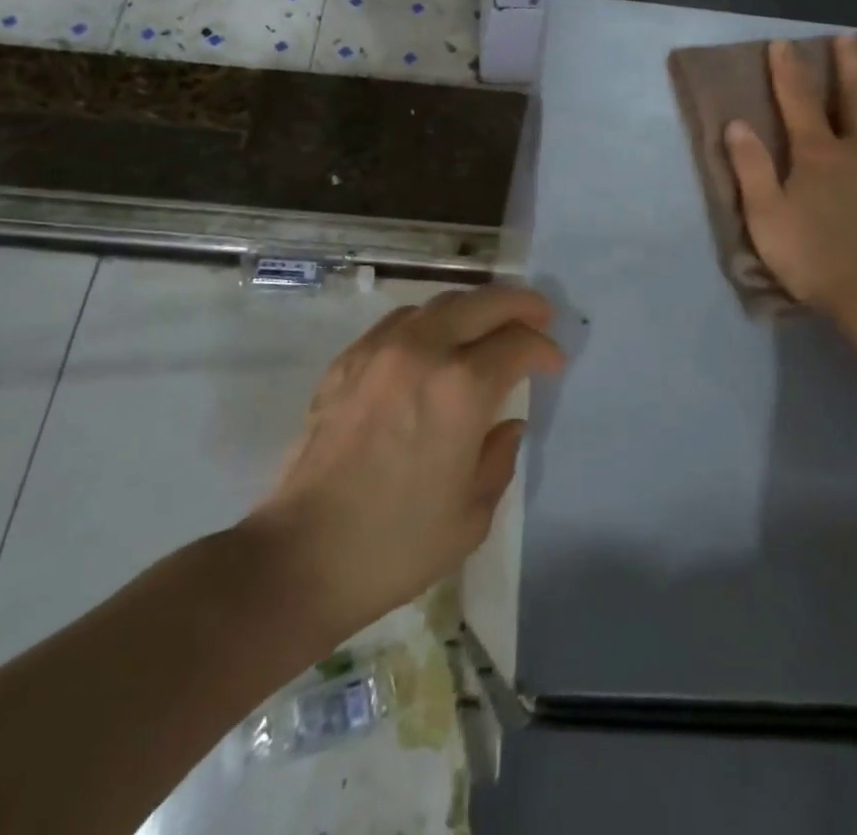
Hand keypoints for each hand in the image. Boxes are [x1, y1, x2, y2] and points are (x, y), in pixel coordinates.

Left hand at [252, 285, 564, 637]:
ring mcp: (380, 349)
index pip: (517, 343)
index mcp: (462, 388)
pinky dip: (430, 321)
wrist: (302, 555)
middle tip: (539, 314)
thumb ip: (499, 458)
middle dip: (519, 304)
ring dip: (473, 307)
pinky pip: (400, 321)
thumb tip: (508, 424)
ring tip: (488, 325)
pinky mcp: (348, 360)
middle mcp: (424, 351)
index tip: (554, 362)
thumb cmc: (396, 544)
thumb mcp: (471, 515)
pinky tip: (434, 343)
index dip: (544, 348)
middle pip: (482, 302)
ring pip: (439, 303)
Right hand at [725, 36, 856, 313]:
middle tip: (852, 38)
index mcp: (818, 154)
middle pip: (856, 99)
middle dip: (851, 66)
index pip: (798, 102)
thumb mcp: (764, 215)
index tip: (784, 43)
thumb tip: (737, 124)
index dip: (788, 71)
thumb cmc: (812, 256)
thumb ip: (751, 168)